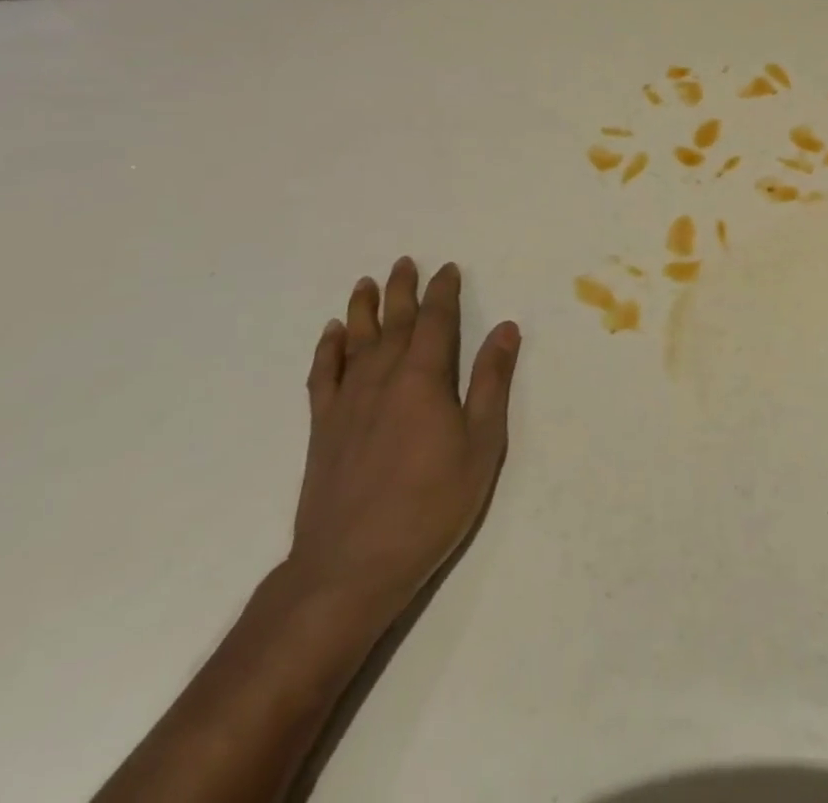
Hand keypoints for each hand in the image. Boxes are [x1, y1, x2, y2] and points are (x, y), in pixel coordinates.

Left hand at [286, 257, 520, 630]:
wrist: (350, 566)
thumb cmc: (430, 505)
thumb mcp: (481, 444)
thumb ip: (491, 382)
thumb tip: (505, 328)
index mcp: (424, 379)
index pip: (436, 321)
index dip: (443, 292)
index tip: (448, 269)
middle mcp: (383, 378)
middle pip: (394, 322)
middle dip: (402, 289)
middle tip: (405, 262)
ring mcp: (347, 402)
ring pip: (356, 341)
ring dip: (362, 309)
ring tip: (365, 283)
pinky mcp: (322, 428)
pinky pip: (323, 375)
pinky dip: (327, 350)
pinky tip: (331, 335)